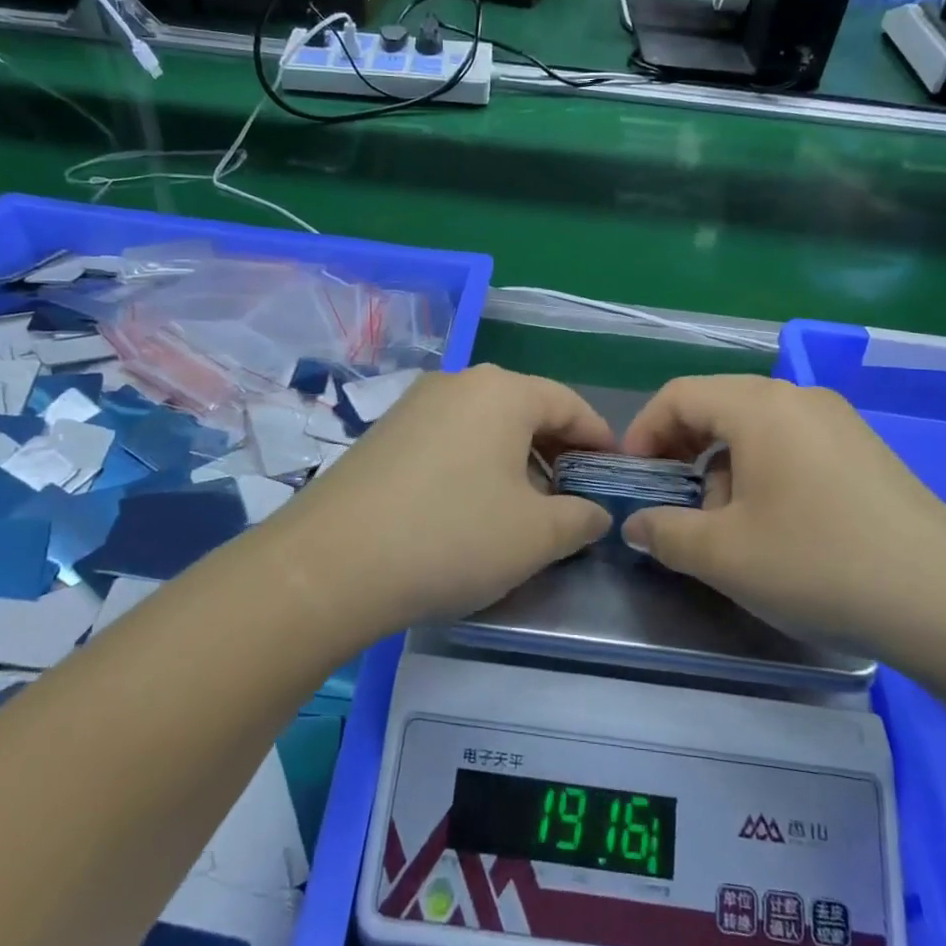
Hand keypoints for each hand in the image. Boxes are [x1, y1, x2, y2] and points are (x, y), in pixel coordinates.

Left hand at [269, 365, 612, 638]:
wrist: (331, 563)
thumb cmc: (452, 536)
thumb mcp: (536, 536)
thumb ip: (580, 518)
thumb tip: (595, 512)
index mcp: (502, 391)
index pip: (569, 404)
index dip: (600, 439)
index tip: (615, 474)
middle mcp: (458, 383)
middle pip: (525, 410)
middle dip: (556, 452)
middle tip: (573, 497)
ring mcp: (414, 405)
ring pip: (485, 425)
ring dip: (514, 461)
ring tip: (524, 509)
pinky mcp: (383, 433)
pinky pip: (448, 440)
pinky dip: (474, 465)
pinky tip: (469, 509)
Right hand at [620, 375, 945, 670]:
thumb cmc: (820, 564)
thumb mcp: (725, 555)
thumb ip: (666, 533)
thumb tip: (636, 524)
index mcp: (760, 406)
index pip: (679, 394)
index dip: (643, 431)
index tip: (633, 478)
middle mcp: (799, 398)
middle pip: (718, 405)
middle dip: (682, 449)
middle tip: (670, 499)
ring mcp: (839, 422)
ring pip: (756, 427)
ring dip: (722, 465)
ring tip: (725, 522)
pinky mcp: (864, 451)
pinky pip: (793, 443)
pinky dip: (763, 470)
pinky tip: (775, 524)